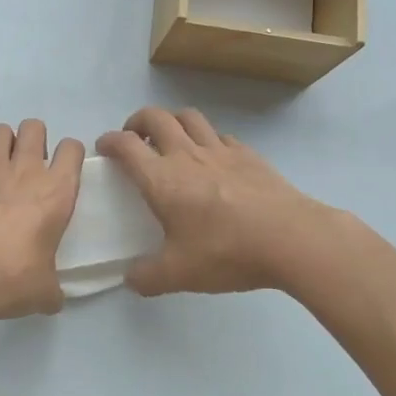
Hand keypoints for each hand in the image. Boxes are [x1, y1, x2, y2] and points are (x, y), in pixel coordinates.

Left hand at [0, 119, 83, 323]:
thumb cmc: (8, 279)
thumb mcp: (43, 293)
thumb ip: (52, 290)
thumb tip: (53, 299)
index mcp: (56, 192)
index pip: (72, 149)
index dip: (69, 155)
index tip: (62, 171)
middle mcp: (25, 170)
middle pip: (35, 126)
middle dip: (33, 140)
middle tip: (27, 167)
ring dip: (0, 144)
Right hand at [95, 107, 331, 294]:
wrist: (291, 239)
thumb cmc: (227, 252)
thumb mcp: (178, 274)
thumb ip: (147, 277)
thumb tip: (131, 279)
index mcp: (162, 179)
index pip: (126, 145)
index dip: (109, 141)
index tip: (103, 148)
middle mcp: (187, 155)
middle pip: (156, 117)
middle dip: (137, 122)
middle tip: (135, 139)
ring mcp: (220, 151)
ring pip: (189, 117)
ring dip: (172, 121)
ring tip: (170, 140)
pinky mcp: (248, 155)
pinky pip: (220, 135)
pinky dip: (207, 139)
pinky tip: (212, 158)